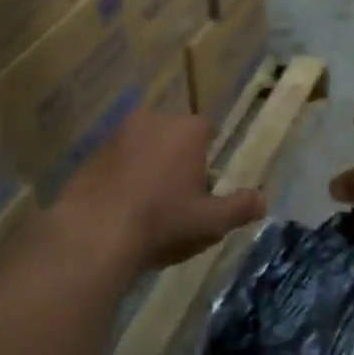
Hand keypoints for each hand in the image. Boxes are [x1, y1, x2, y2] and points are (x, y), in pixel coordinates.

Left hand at [57, 111, 265, 271]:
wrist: (93, 234)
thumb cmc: (162, 221)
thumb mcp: (211, 221)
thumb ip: (240, 207)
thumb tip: (262, 199)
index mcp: (186, 129)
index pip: (207, 128)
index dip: (208, 152)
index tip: (205, 179)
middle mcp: (153, 120)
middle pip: (173, 133)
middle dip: (178, 155)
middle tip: (180, 192)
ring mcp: (117, 135)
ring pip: (143, 144)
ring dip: (148, 164)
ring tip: (149, 202)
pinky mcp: (90, 154)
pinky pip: (116, 160)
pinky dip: (122, 175)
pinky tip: (122, 206)